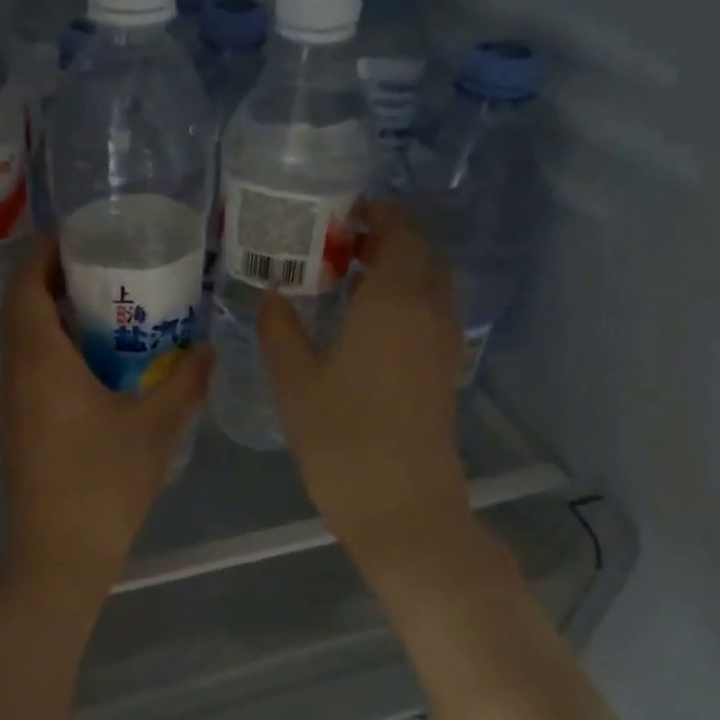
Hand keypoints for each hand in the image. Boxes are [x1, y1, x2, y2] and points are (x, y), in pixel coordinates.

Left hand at [0, 239, 212, 586]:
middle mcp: (15, 372)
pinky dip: (52, 346)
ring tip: (104, 305)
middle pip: (20, 305)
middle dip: (52, 276)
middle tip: (102, 264)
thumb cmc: (103, 485)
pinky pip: (28, 365)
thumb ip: (186, 381)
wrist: (58, 554)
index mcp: (40, 360)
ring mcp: (10, 400)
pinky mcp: (16, 424)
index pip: (26, 284)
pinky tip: (95, 361)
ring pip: (21, 337)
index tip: (78, 232)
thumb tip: (208, 347)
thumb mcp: (155, 427)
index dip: (45, 251)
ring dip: (52, 312)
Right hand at [257, 204, 472, 559]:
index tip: (342, 212)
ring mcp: (444, 342)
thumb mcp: (296, 382)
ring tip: (350, 278)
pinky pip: (431, 313)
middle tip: (339, 244)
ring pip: (430, 284)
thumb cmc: (343, 439)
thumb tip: (273, 294)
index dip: (376, 214)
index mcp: (394, 301)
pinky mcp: (446, 370)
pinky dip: (407, 299)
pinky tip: (369, 322)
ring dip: (399, 268)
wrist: (403, 507)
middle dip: (386, 238)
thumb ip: (280, 329)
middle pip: (420, 253)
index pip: (398, 233)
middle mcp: (429, 311)